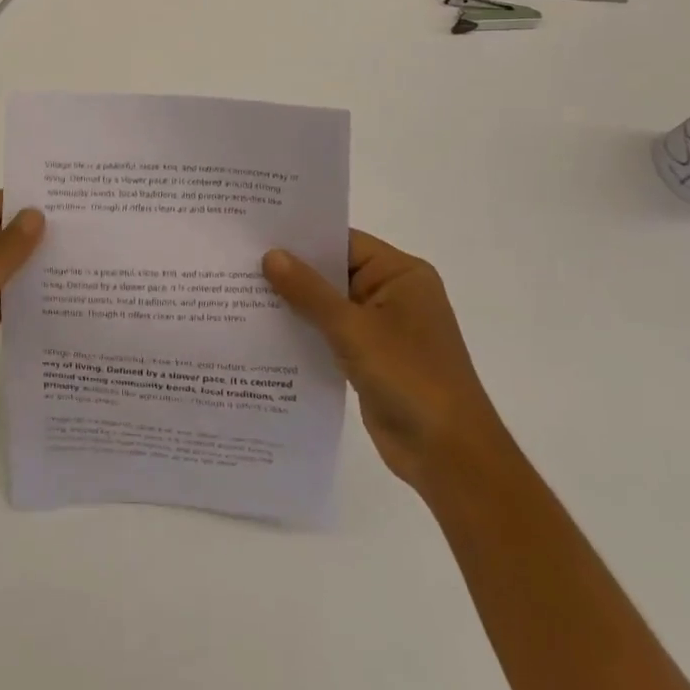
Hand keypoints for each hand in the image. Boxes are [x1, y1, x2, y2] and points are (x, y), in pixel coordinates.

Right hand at [263, 231, 503, 496]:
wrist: (449, 456)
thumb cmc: (410, 378)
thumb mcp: (353, 329)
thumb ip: (309, 291)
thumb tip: (271, 255)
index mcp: (401, 274)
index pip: (344, 242)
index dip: (302, 237)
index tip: (257, 232)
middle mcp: (393, 294)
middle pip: (335, 272)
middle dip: (292, 270)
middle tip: (239, 259)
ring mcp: (383, 328)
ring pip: (330, 305)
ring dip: (295, 303)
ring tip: (241, 291)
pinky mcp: (371, 359)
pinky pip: (331, 334)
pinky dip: (305, 331)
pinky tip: (265, 330)